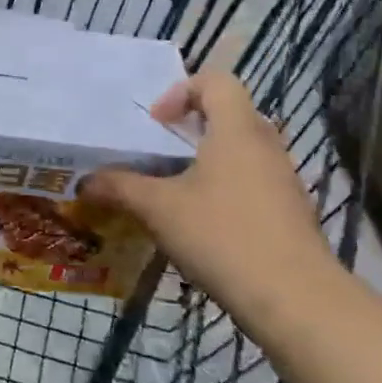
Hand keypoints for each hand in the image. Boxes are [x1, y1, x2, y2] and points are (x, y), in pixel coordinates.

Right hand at [81, 71, 332, 310]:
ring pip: (241, 151)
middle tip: (160, 152)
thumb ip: (118, 188)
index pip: (216, 81)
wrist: (296, 301)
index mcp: (236, 130)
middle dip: (191, 127)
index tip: (156, 125)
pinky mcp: (291, 213)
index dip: (181, 92)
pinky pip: (253, 182)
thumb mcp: (157, 208)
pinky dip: (225, 189)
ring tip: (174, 190)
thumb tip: (84, 182)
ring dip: (207, 161)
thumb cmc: (222, 236)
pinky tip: (202, 224)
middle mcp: (266, 146)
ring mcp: (283, 180)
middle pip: (229, 114)